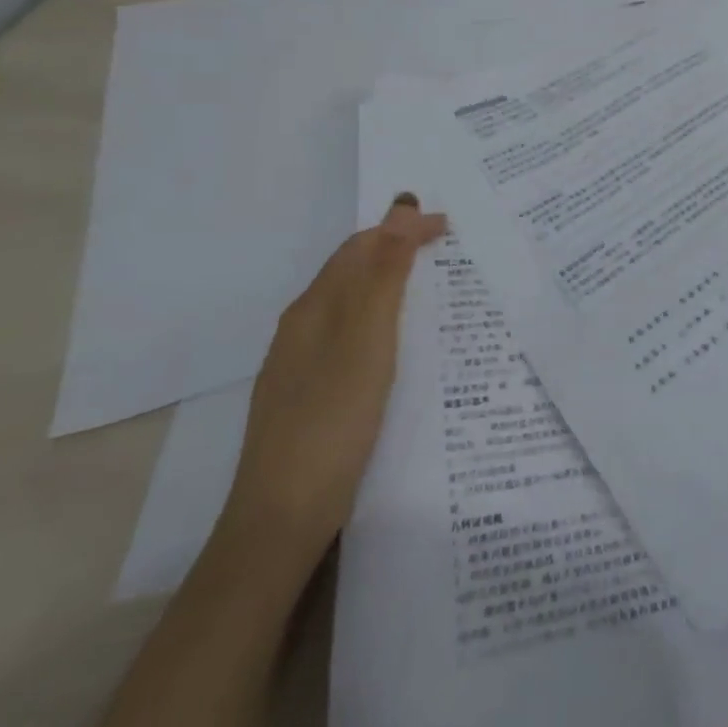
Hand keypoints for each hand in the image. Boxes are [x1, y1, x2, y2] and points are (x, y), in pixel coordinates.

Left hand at [220, 194, 446, 562]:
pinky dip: (378, 320)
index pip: (362, 247)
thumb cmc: (331, 420)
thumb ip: (384, 274)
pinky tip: (394, 345)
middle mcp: (301, 328)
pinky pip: (348, 335)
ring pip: (349, 304)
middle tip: (443, 248)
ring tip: (427, 286)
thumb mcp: (367, 340)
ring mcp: (299, 365)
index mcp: (314, 307)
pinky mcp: (306, 396)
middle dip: (395, 249)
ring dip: (387, 283)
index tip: (448, 226)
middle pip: (351, 271)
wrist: (280, 520)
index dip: (403, 229)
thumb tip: (400, 206)